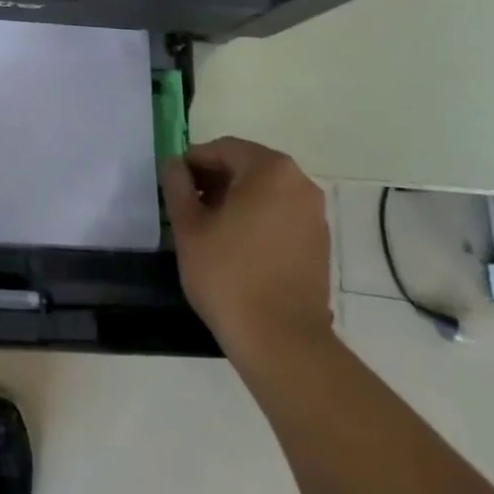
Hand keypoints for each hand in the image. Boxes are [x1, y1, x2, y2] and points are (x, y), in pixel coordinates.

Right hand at [162, 138, 333, 365]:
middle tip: (188, 206)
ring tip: (210, 229)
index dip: (193, 163)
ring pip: (265, 192)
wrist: (282, 344)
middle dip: (215, 181)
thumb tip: (173, 164)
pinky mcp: (320, 244)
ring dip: (236, 200)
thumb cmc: (229, 276)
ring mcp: (314, 215)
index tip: (173, 186)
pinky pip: (281, 215)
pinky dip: (257, 220)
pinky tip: (237, 248)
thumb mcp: (188, 227)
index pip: (222, 149)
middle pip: (247, 167)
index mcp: (270, 169)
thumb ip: (177, 186)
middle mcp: (299, 183)